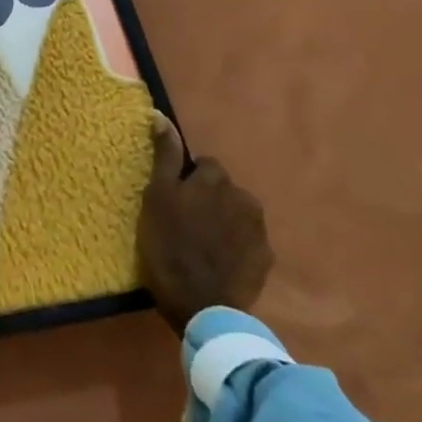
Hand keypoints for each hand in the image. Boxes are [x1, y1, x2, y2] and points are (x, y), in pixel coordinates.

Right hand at [138, 113, 272, 333]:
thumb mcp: (156, 197)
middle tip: (185, 223)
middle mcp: (244, 197)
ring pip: (237, 213)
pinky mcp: (265, 259)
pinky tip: (218, 261)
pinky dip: (234, 245)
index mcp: (216, 180)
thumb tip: (161, 115)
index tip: (174, 200)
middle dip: (208, 198)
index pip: (205, 165)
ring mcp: (258, 230)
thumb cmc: (169, 246)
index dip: (188, 179)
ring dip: (222, 220)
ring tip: (202, 243)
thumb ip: (164, 156)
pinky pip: (247, 241)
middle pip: (223, 188)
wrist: (202, 306)